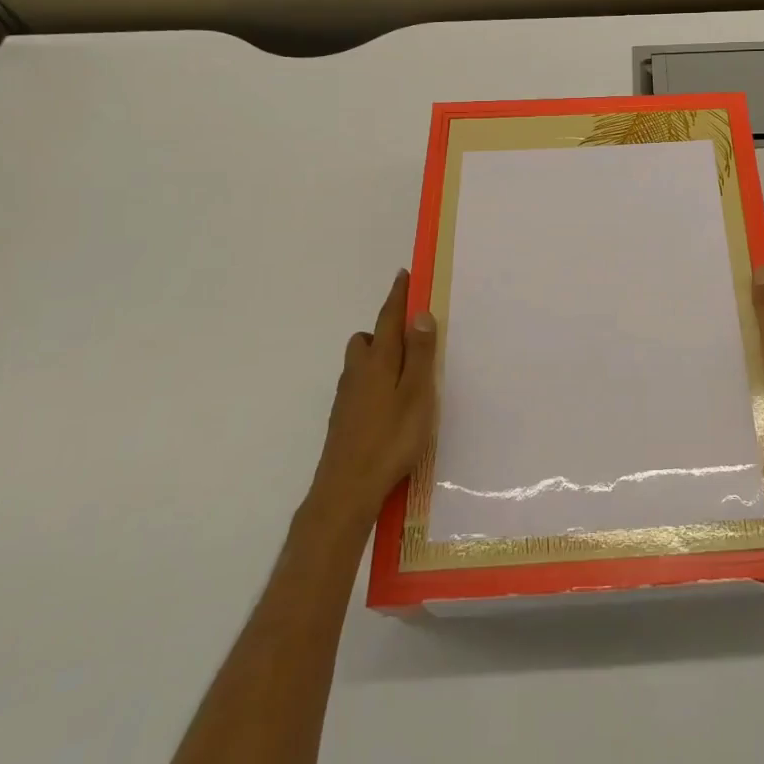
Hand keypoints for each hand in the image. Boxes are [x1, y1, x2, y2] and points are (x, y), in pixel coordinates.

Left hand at [310, 270, 437, 528]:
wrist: (346, 489)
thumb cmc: (390, 438)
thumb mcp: (416, 394)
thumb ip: (419, 354)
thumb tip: (420, 314)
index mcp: (379, 360)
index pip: (389, 318)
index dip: (398, 296)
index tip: (404, 275)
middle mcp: (358, 371)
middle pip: (369, 338)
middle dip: (386, 329)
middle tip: (412, 336)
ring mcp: (347, 396)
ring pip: (361, 362)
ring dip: (379, 356)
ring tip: (405, 372)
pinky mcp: (343, 418)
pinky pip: (359, 384)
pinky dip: (374, 380)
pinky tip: (389, 403)